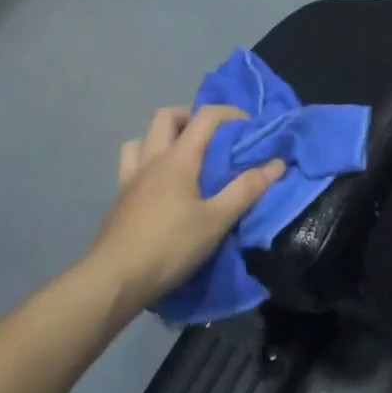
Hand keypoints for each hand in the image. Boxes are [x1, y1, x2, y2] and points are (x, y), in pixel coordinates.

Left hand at [85, 106, 284, 305]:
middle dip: (191, 117)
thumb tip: (276, 163)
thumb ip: (247, 189)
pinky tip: (160, 185)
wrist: (115, 278)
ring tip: (183, 157)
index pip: (205, 117)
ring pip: (142, 137)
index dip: (230, 113)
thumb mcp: (217, 220)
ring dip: (164, 137)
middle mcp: (152, 159)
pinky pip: (131, 163)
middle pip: (166, 117)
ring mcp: (131, 177)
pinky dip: (148, 160)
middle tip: (211, 138)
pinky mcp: (119, 197)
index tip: (249, 126)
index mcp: (178, 159)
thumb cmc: (170, 246)